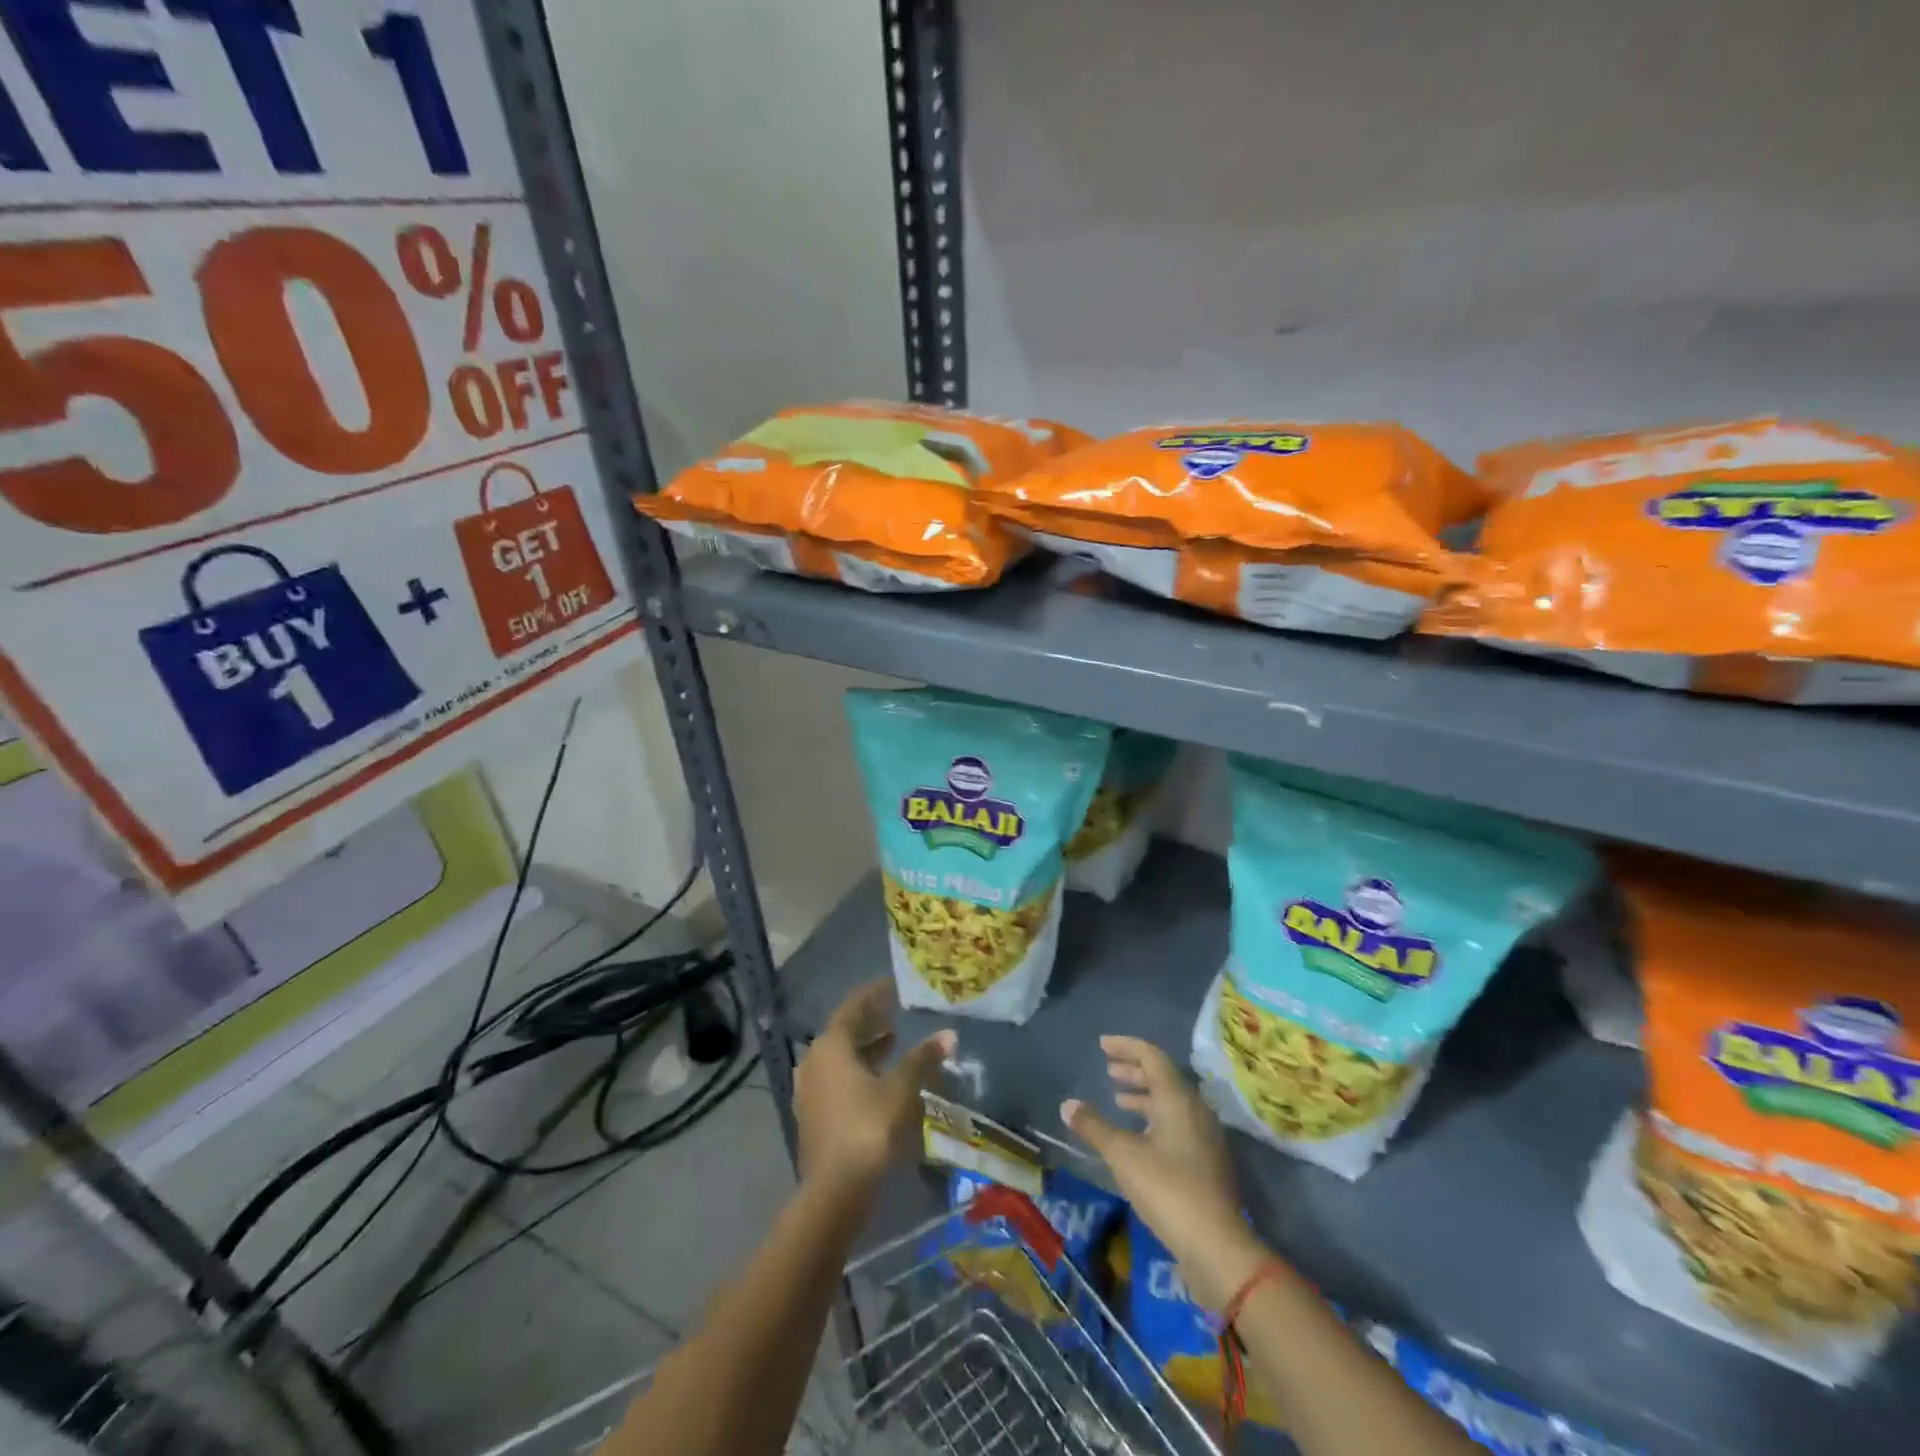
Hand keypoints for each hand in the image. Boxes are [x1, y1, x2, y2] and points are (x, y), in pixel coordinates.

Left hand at [796, 979, 954, 1196]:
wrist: (835, 1189)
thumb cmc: (868, 1126)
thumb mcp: (902, 1088)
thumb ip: (923, 1058)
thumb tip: (949, 1034)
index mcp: (830, 1045)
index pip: (853, 1007)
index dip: (874, 995)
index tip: (894, 985)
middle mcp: (814, 1061)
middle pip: (844, 1032)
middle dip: (871, 1022)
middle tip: (896, 1013)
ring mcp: (810, 1090)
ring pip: (840, 1058)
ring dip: (865, 1048)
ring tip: (894, 1042)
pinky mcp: (814, 1116)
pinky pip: (837, 1080)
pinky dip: (858, 1071)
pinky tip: (880, 1080)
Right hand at [1062, 1036, 1270, 1309]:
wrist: (1217, 1247)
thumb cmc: (1168, 1190)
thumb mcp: (1123, 1156)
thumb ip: (1095, 1127)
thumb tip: (1067, 1104)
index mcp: (1178, 1098)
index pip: (1152, 1057)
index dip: (1126, 1046)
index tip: (1102, 1044)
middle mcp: (1195, 1109)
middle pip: (1163, 1077)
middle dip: (1134, 1070)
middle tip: (1108, 1070)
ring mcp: (1205, 1136)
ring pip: (1170, 1102)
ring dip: (1143, 1096)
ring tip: (1117, 1099)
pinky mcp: (1206, 1161)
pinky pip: (1177, 1123)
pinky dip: (1154, 1118)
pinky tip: (1137, 1136)